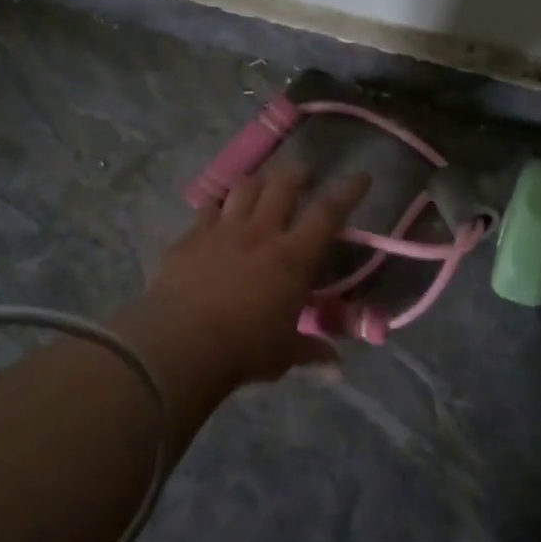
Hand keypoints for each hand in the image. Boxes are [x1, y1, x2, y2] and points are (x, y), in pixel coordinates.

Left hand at [141, 164, 371, 384]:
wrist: (179, 344)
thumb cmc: (243, 350)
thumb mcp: (284, 354)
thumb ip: (310, 351)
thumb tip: (335, 366)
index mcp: (293, 257)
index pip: (328, 213)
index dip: (348, 191)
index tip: (361, 177)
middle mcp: (261, 233)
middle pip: (283, 185)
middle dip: (297, 174)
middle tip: (303, 176)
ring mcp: (222, 230)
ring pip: (245, 187)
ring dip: (258, 183)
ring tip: (262, 187)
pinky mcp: (191, 237)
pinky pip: (208, 208)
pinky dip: (219, 206)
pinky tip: (218, 213)